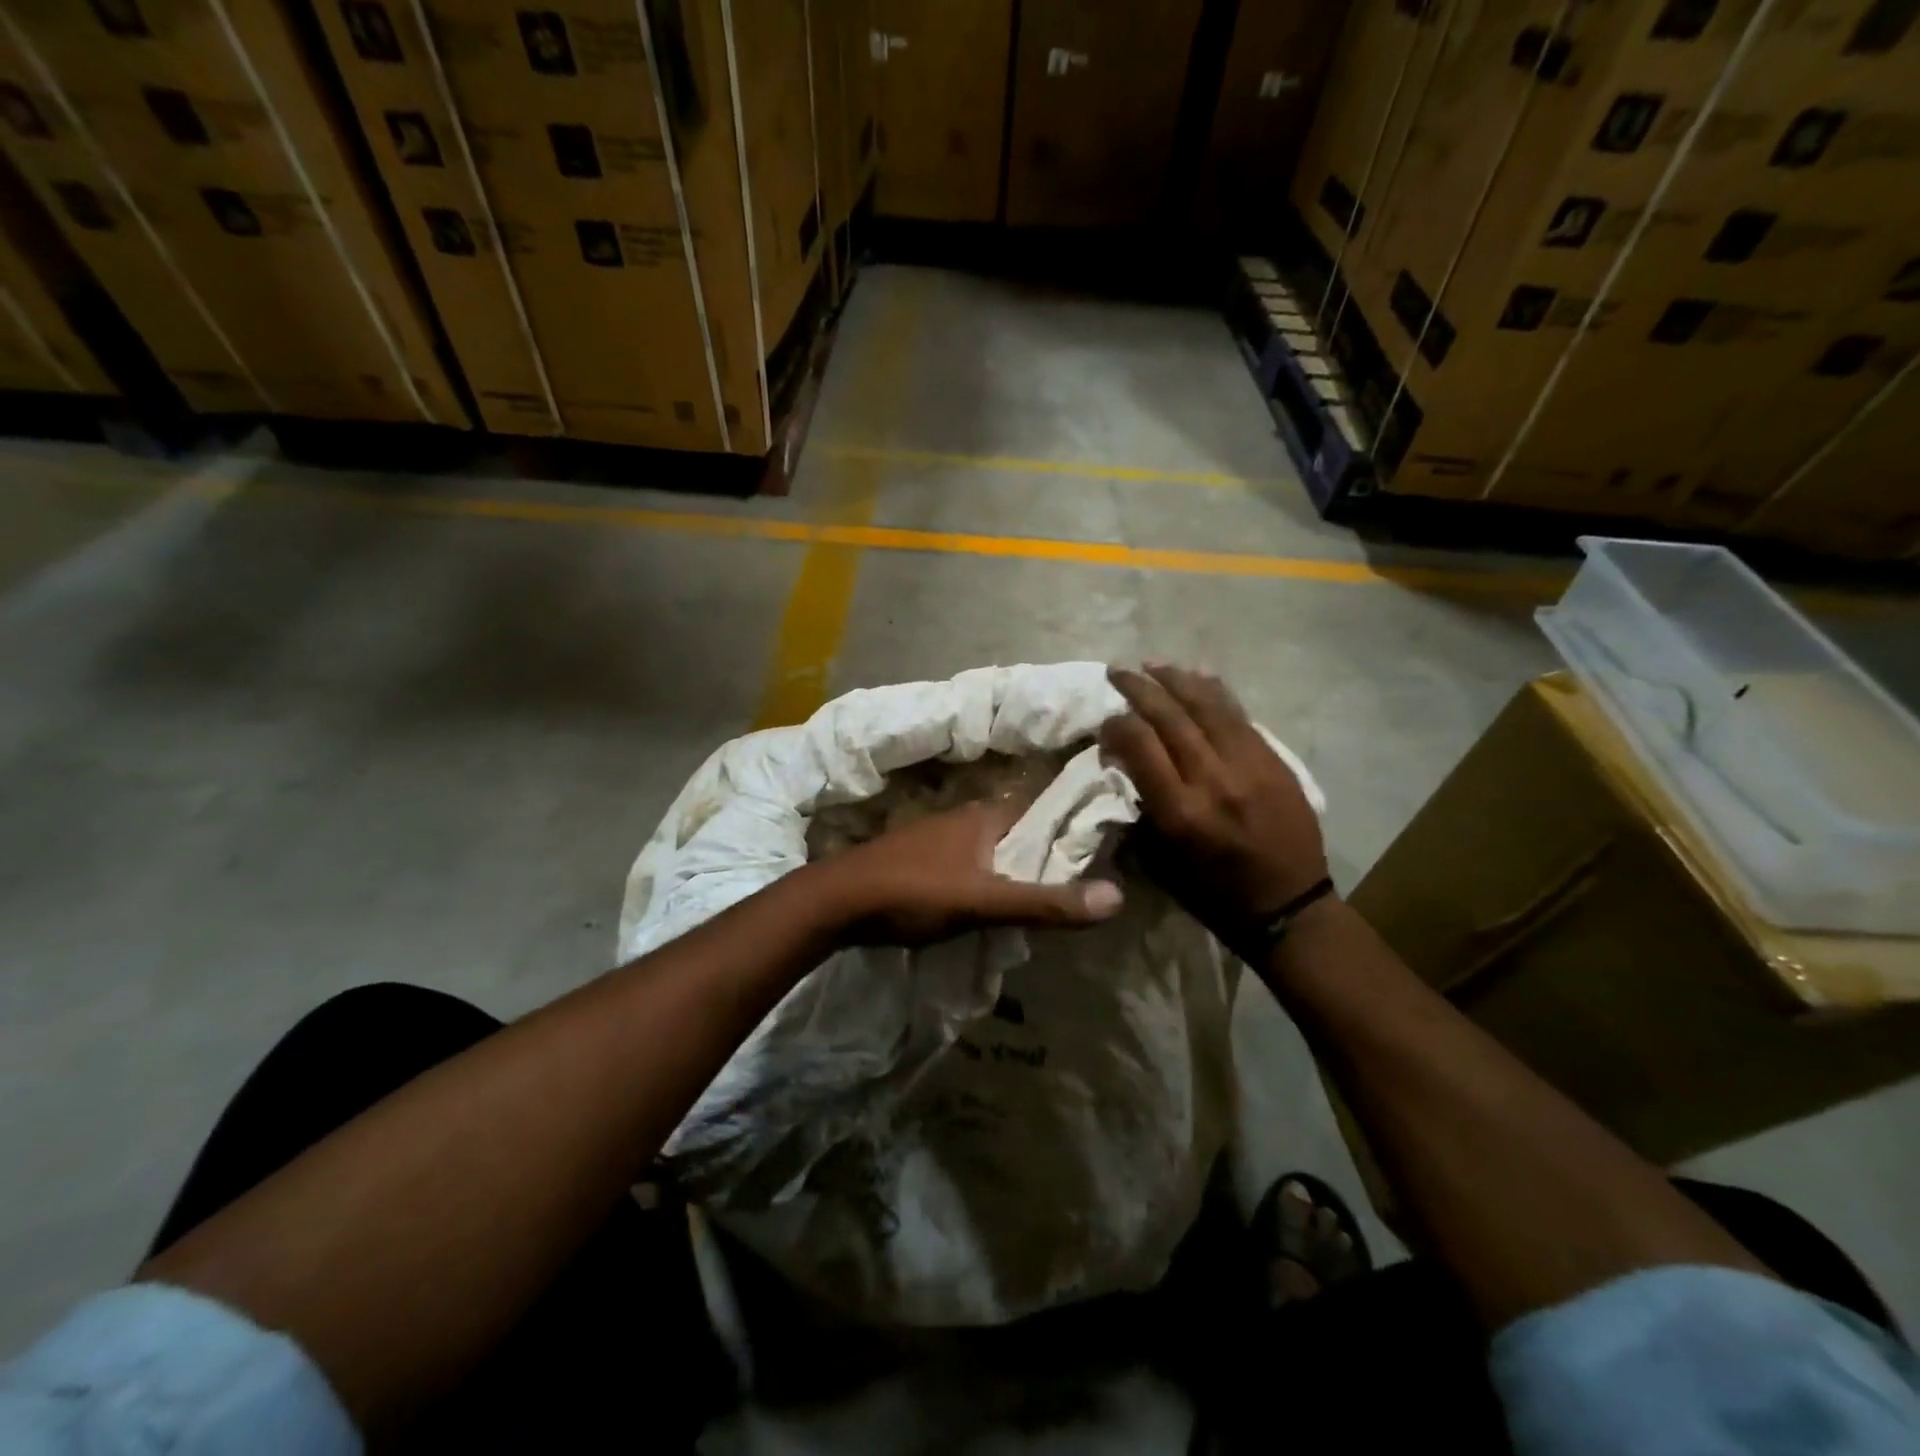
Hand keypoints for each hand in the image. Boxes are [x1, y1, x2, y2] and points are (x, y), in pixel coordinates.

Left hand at [818, 797, 1124, 945]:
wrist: (835, 902)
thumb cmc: (913, 891)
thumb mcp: (984, 901)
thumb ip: (1045, 902)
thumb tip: (1117, 896)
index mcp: (986, 816)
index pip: (1045, 813)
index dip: (1074, 830)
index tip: (1106, 852)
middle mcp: (965, 818)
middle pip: (1021, 834)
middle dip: (1046, 857)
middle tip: (1080, 887)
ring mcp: (938, 839)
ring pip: (993, 852)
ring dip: (1015, 873)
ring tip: (1043, 903)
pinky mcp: (919, 862)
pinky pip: (968, 867)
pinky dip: (987, 882)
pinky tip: (990, 907)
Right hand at [1099, 665, 1327, 939]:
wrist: (1289, 907)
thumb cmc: (1214, 894)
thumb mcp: (1161, 862)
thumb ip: (1141, 810)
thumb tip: (1125, 766)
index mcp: (1180, 811)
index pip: (1140, 745)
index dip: (1116, 724)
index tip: (1104, 721)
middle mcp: (1213, 779)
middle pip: (1170, 717)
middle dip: (1139, 688)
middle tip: (1118, 671)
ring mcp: (1249, 765)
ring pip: (1208, 706)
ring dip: (1176, 680)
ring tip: (1153, 664)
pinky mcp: (1274, 761)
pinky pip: (1239, 715)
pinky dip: (1214, 692)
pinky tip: (1197, 676)